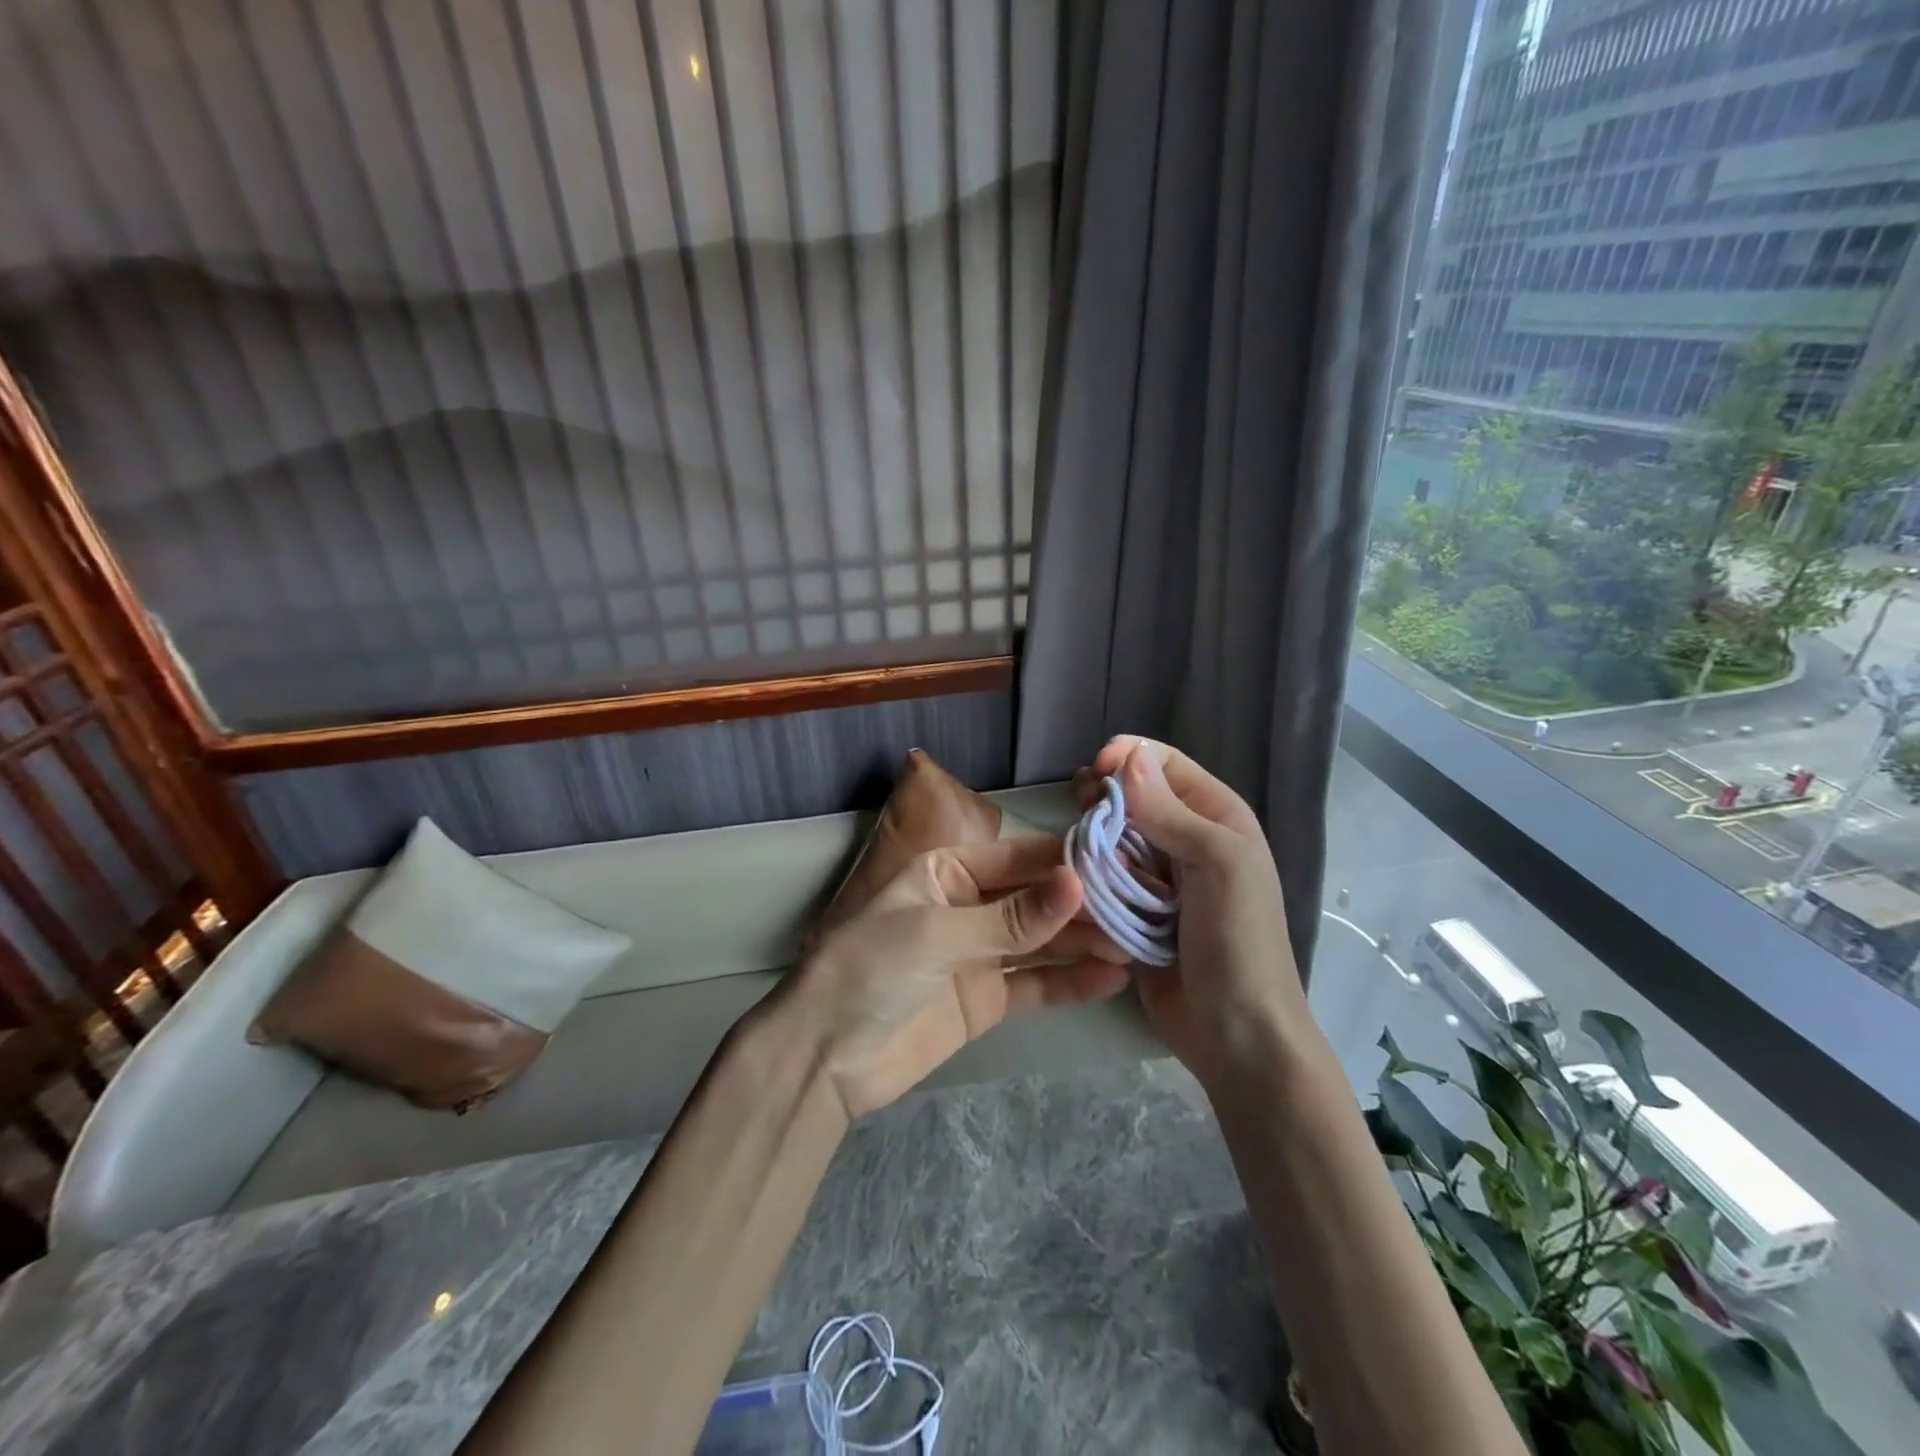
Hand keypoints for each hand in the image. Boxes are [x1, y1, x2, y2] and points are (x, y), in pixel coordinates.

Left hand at [782, 836, 1131, 1118]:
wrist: (826, 1055)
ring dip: (1084, 942)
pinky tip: (1112, 977)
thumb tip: (1077, 882)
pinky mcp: (986, 1000)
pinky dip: (1070, 982)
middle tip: (1140, 906)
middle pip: (1034, 899)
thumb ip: (1011, 916)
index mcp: (946, 871)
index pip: (1017, 857)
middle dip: (1082, 904)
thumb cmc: (871, 968)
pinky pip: (1035, 984)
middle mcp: (967, 906)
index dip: (1064, 859)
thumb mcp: (937, 932)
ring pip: (1041, 942)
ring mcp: (978, 954)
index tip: (1119, 859)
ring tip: (1137, 941)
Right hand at [1076, 736, 1308, 1087]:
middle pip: (1129, 798)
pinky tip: (1075, 886)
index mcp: (1214, 817)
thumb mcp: (1218, 864)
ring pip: (1108, 838)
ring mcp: (1156, 878)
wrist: (1236, 1034)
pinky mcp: (1131, 911)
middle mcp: (1184, 839)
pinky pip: (1100, 879)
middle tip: (1078, 813)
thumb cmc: (1238, 941)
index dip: (1126, 759)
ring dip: (1091, 842)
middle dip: (1101, 801)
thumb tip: (1127, 758)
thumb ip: (1171, 812)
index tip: (1092, 773)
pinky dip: (1086, 878)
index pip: (1162, 764)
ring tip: (1078, 858)